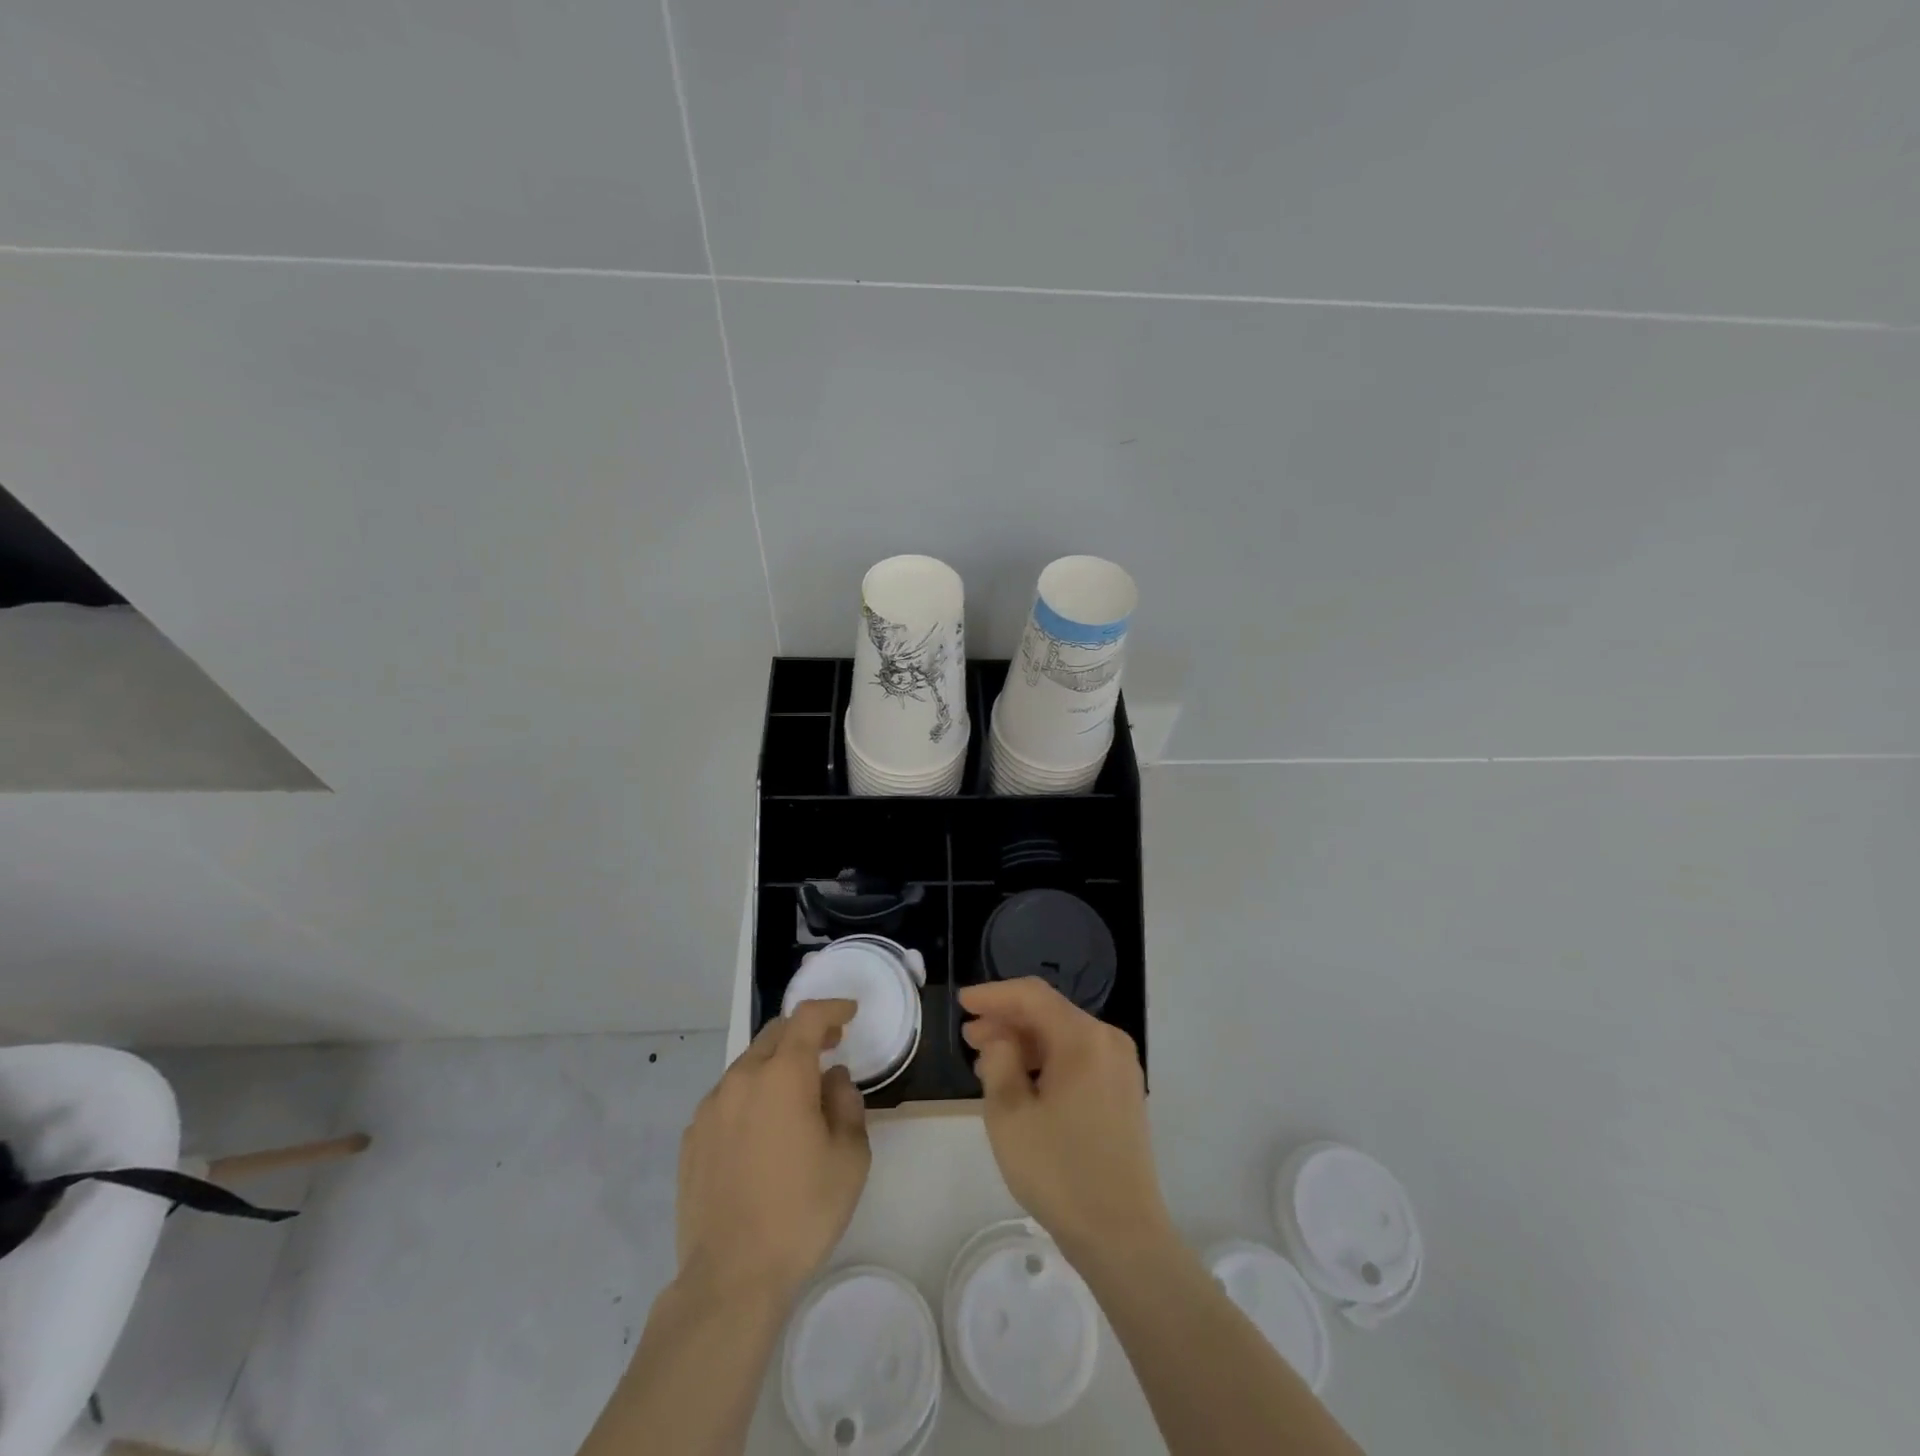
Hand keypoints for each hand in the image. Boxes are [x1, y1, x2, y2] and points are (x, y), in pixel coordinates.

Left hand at [676, 999, 870, 1300]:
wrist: (731, 1278)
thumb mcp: (850, 1158)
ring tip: (796, 1094)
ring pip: (748, 1065)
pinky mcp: (692, 1138)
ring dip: (776, 1065)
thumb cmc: (801, 1212)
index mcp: (782, 1075)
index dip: (831, 1008)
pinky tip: (762, 1130)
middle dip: (805, 1032)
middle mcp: (741, 1079)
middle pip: (775, 1034)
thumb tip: (831, 1079)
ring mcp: (710, 1108)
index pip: (807, 1017)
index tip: (849, 1013)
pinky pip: (728, 1097)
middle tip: (829, 1047)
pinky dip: (751, 1095)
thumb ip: (846, 1104)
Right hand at [959, 978, 1172, 1266]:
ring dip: (1024, 1042)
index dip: (994, 994)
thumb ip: (998, 1061)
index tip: (963, 1003)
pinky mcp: (1122, 1091)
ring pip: (1063, 1036)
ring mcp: (1120, 1067)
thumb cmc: (1059, 1172)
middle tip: (969, 1036)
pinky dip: (1047, 1061)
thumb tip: (1001, 1038)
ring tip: (987, 1060)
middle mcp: (1108, 1041)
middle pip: (1049, 1013)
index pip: (1032, 996)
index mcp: (1084, 1038)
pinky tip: (1021, 1081)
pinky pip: (1078, 1058)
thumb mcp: (1010, 1115)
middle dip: (1007, 1020)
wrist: (1122, 1235)